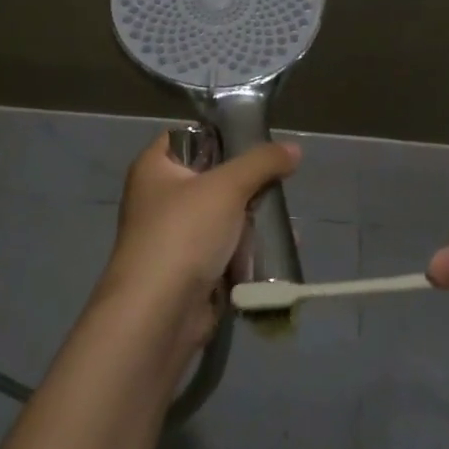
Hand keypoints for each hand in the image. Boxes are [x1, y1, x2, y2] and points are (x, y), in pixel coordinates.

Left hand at [94, 132, 300, 370]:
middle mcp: (160, 198)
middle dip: (249, 184)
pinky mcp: (190, 270)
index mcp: (154, 167)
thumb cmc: (184, 233)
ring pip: (224, 216)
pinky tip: (278, 249)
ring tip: (284, 221)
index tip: (259, 142)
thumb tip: (293, 149)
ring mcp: (174, 236)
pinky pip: (226, 250)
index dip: (223, 135)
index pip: (190, 136)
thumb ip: (262, 162)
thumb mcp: (227, 186)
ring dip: (254, 220)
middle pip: (213, 177)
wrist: (159, 314)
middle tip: (279, 185)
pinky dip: (249, 250)